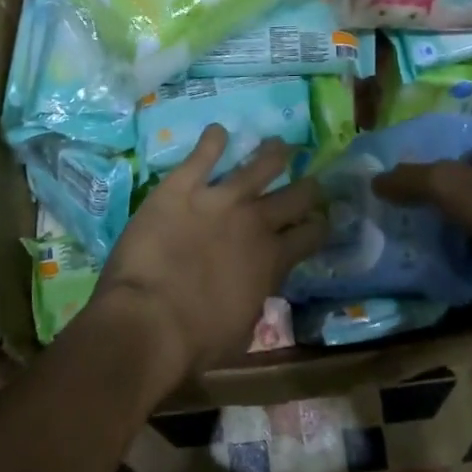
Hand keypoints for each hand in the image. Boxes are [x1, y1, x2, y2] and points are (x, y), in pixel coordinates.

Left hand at [90, 126, 327, 384]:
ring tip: (280, 144)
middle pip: (294, 196)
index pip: (309, 235)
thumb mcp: (242, 330)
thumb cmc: (196, 341)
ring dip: (273, 154)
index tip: (322, 220)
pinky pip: (202, 155)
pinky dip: (212, 140)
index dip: (319, 226)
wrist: (149, 321)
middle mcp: (255, 222)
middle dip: (307, 188)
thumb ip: (255, 299)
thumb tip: (254, 289)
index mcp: (273, 260)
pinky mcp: (181, 188)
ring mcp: (219, 200)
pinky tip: (218, 130)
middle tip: (311, 181)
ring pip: (258, 166)